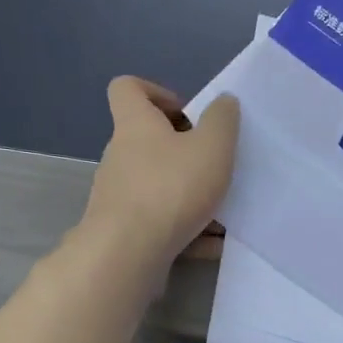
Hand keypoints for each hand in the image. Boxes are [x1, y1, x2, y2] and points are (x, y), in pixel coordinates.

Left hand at [79, 77, 239, 281]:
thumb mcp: (212, 147)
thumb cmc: (171, 189)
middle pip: (149, 142)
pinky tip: (214, 245)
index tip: (187, 113)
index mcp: (136, 125)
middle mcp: (120, 157)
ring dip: (190, 196)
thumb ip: (222, 120)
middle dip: (184, 152)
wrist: (128, 254)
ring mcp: (119, 197)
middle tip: (214, 164)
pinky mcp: (124, 231)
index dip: (156, 92)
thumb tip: (223, 102)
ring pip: (158, 187)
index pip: (128, 88)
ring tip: (224, 212)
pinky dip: (186, 231)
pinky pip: (160, 224)